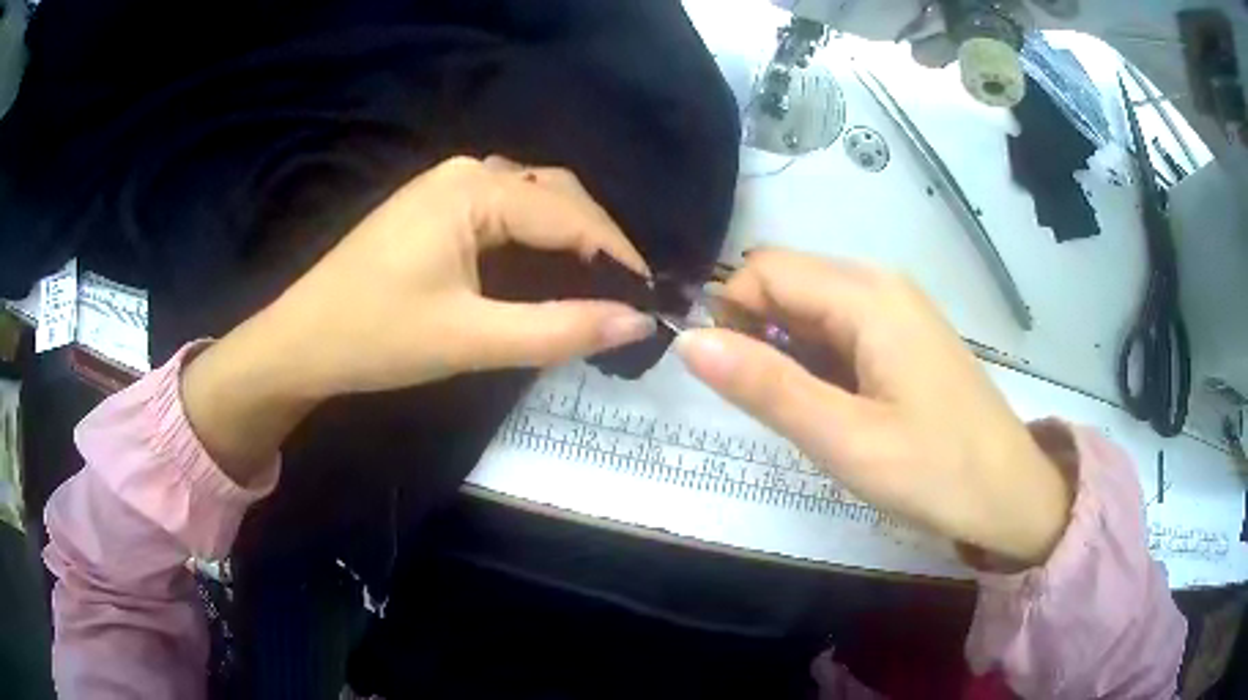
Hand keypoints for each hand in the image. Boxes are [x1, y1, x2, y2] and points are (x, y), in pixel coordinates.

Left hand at [182, 156, 654, 481]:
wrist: (300, 341)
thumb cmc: (376, 337)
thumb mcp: (470, 340)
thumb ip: (557, 330)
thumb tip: (636, 322)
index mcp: (475, 189)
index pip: (571, 214)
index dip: (618, 255)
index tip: (653, 296)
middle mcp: (466, 172)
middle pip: (556, 195)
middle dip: (598, 239)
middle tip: (627, 292)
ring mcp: (446, 185)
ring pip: (532, 198)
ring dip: (570, 234)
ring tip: (599, 280)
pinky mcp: (434, 206)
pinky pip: (505, 208)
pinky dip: (538, 234)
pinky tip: (547, 265)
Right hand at [674, 250, 1072, 565]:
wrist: (1010, 494)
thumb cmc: (934, 471)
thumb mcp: (844, 439)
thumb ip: (766, 386)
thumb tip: (689, 340)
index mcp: (867, 296)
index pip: (765, 271)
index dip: (730, 313)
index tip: (724, 377)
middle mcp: (880, 284)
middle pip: (789, 282)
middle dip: (757, 332)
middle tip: (766, 404)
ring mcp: (897, 308)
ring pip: (812, 307)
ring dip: (786, 349)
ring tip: (802, 412)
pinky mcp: (904, 335)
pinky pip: (841, 327)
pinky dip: (817, 359)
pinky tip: (833, 405)